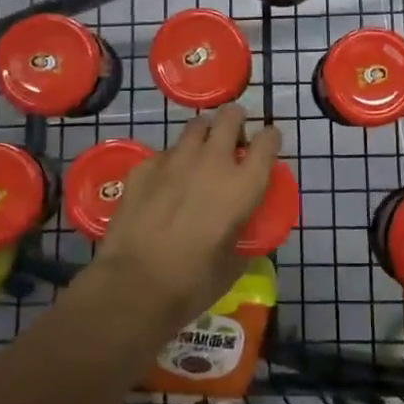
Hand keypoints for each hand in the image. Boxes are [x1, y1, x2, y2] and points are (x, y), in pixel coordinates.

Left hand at [89, 104, 281, 334]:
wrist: (133, 287)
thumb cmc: (192, 283)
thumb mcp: (233, 263)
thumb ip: (242, 236)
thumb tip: (240, 231)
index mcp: (243, 185)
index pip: (268, 140)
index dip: (270, 139)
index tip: (266, 147)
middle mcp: (212, 161)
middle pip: (230, 116)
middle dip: (235, 122)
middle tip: (232, 142)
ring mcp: (175, 160)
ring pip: (196, 126)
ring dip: (203, 136)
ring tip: (199, 157)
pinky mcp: (144, 167)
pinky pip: (164, 153)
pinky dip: (171, 162)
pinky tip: (164, 184)